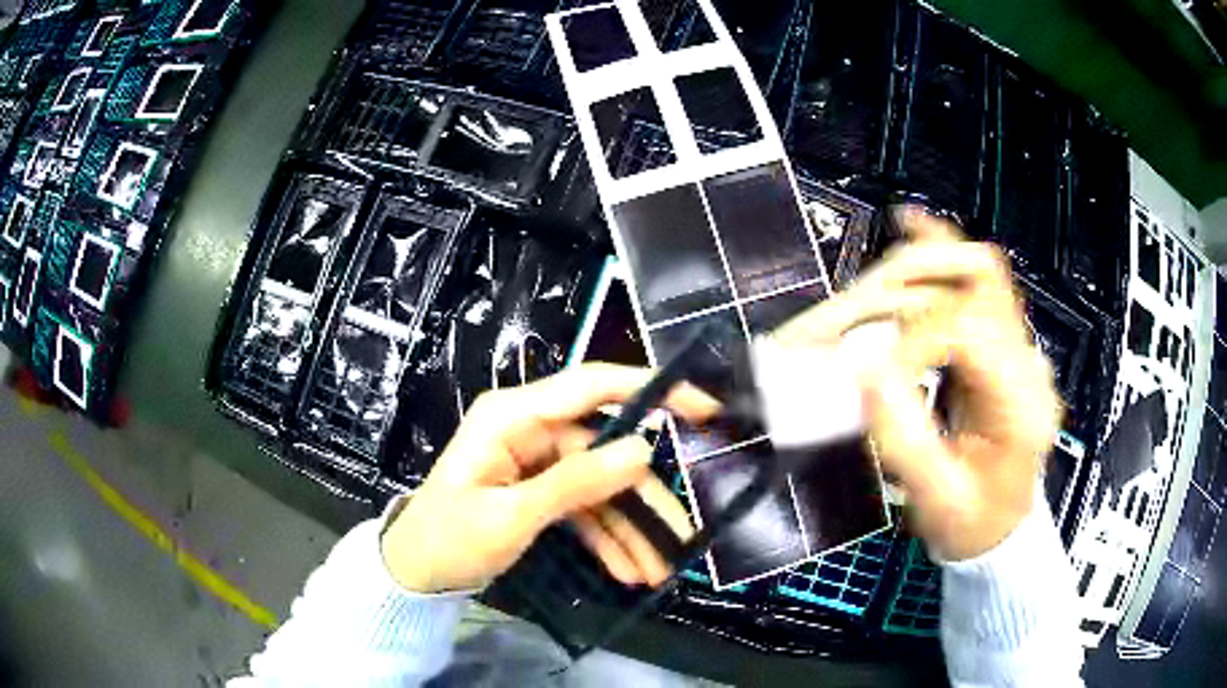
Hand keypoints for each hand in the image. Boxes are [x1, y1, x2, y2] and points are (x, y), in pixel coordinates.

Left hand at [381, 364, 719, 592]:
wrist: (415, 575)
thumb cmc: (448, 539)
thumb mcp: (511, 516)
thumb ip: (576, 483)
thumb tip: (644, 450)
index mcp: (514, 416)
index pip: (592, 386)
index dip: (650, 389)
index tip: (702, 406)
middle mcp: (530, 430)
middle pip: (605, 452)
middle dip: (643, 499)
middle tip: (680, 536)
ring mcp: (537, 462)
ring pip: (600, 487)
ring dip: (629, 529)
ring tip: (655, 572)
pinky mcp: (539, 491)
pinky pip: (584, 508)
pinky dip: (606, 537)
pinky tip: (628, 570)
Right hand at [777, 208, 1061, 559]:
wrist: (1001, 528)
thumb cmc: (974, 522)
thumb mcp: (940, 498)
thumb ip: (906, 438)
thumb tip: (863, 369)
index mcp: (1021, 402)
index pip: (966, 330)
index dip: (907, 341)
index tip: (864, 373)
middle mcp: (1026, 360)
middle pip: (975, 281)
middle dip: (901, 291)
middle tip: (846, 317)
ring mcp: (1015, 345)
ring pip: (975, 268)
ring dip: (914, 264)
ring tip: (865, 284)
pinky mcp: (996, 343)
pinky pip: (975, 279)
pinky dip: (938, 249)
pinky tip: (909, 224)